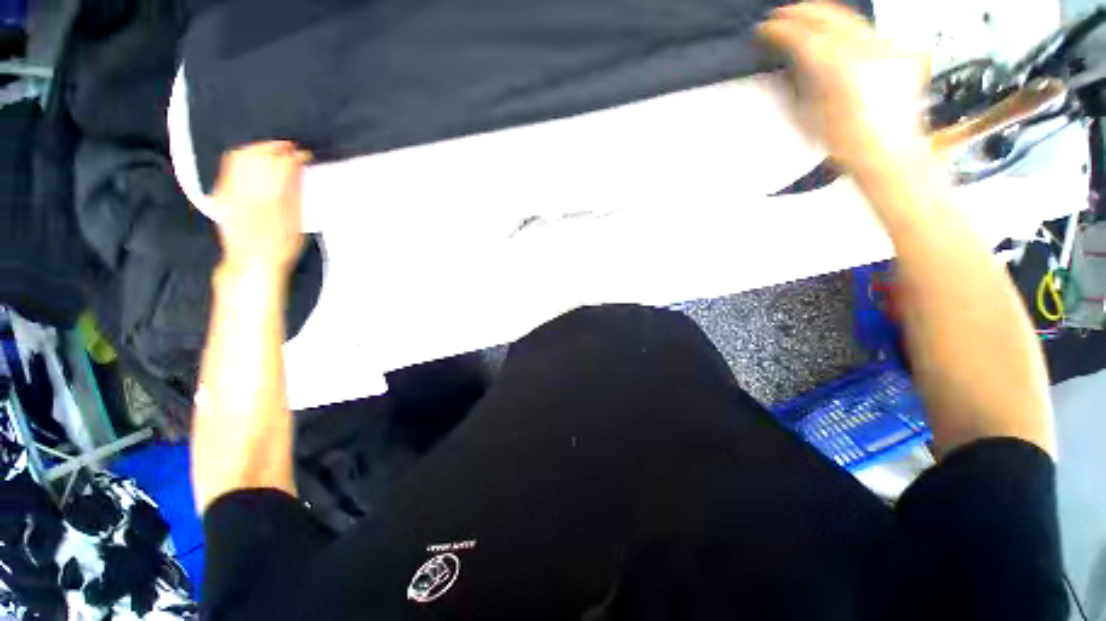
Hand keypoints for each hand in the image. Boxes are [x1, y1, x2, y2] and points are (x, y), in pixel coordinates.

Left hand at [211, 141, 309, 272]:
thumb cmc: (280, 245)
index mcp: (268, 195)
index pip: (279, 164)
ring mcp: (229, 191)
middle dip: (272, 147)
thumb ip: (293, 190)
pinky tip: (251, 163)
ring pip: (238, 159)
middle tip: (288, 148)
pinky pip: (227, 169)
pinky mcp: (221, 196)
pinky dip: (240, 159)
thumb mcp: (295, 219)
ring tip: (271, 151)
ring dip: (255, 150)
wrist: (251, 263)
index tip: (304, 154)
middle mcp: (245, 189)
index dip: (293, 155)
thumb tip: (296, 165)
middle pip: (254, 155)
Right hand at [759, 2, 931, 175]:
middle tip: (782, 15)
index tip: (765, 30)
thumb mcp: (805, 115)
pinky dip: (849, 28)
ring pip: (849, 17)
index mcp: (833, 64)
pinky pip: (868, 31)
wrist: (886, 151)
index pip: (799, 35)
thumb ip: (795, 84)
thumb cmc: (844, 141)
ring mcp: (883, 45)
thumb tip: (786, 65)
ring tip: (808, 17)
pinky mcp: (898, 51)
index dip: (778, 30)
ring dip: (825, 15)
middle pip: (826, 16)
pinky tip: (838, 34)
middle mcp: (861, 46)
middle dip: (801, 12)